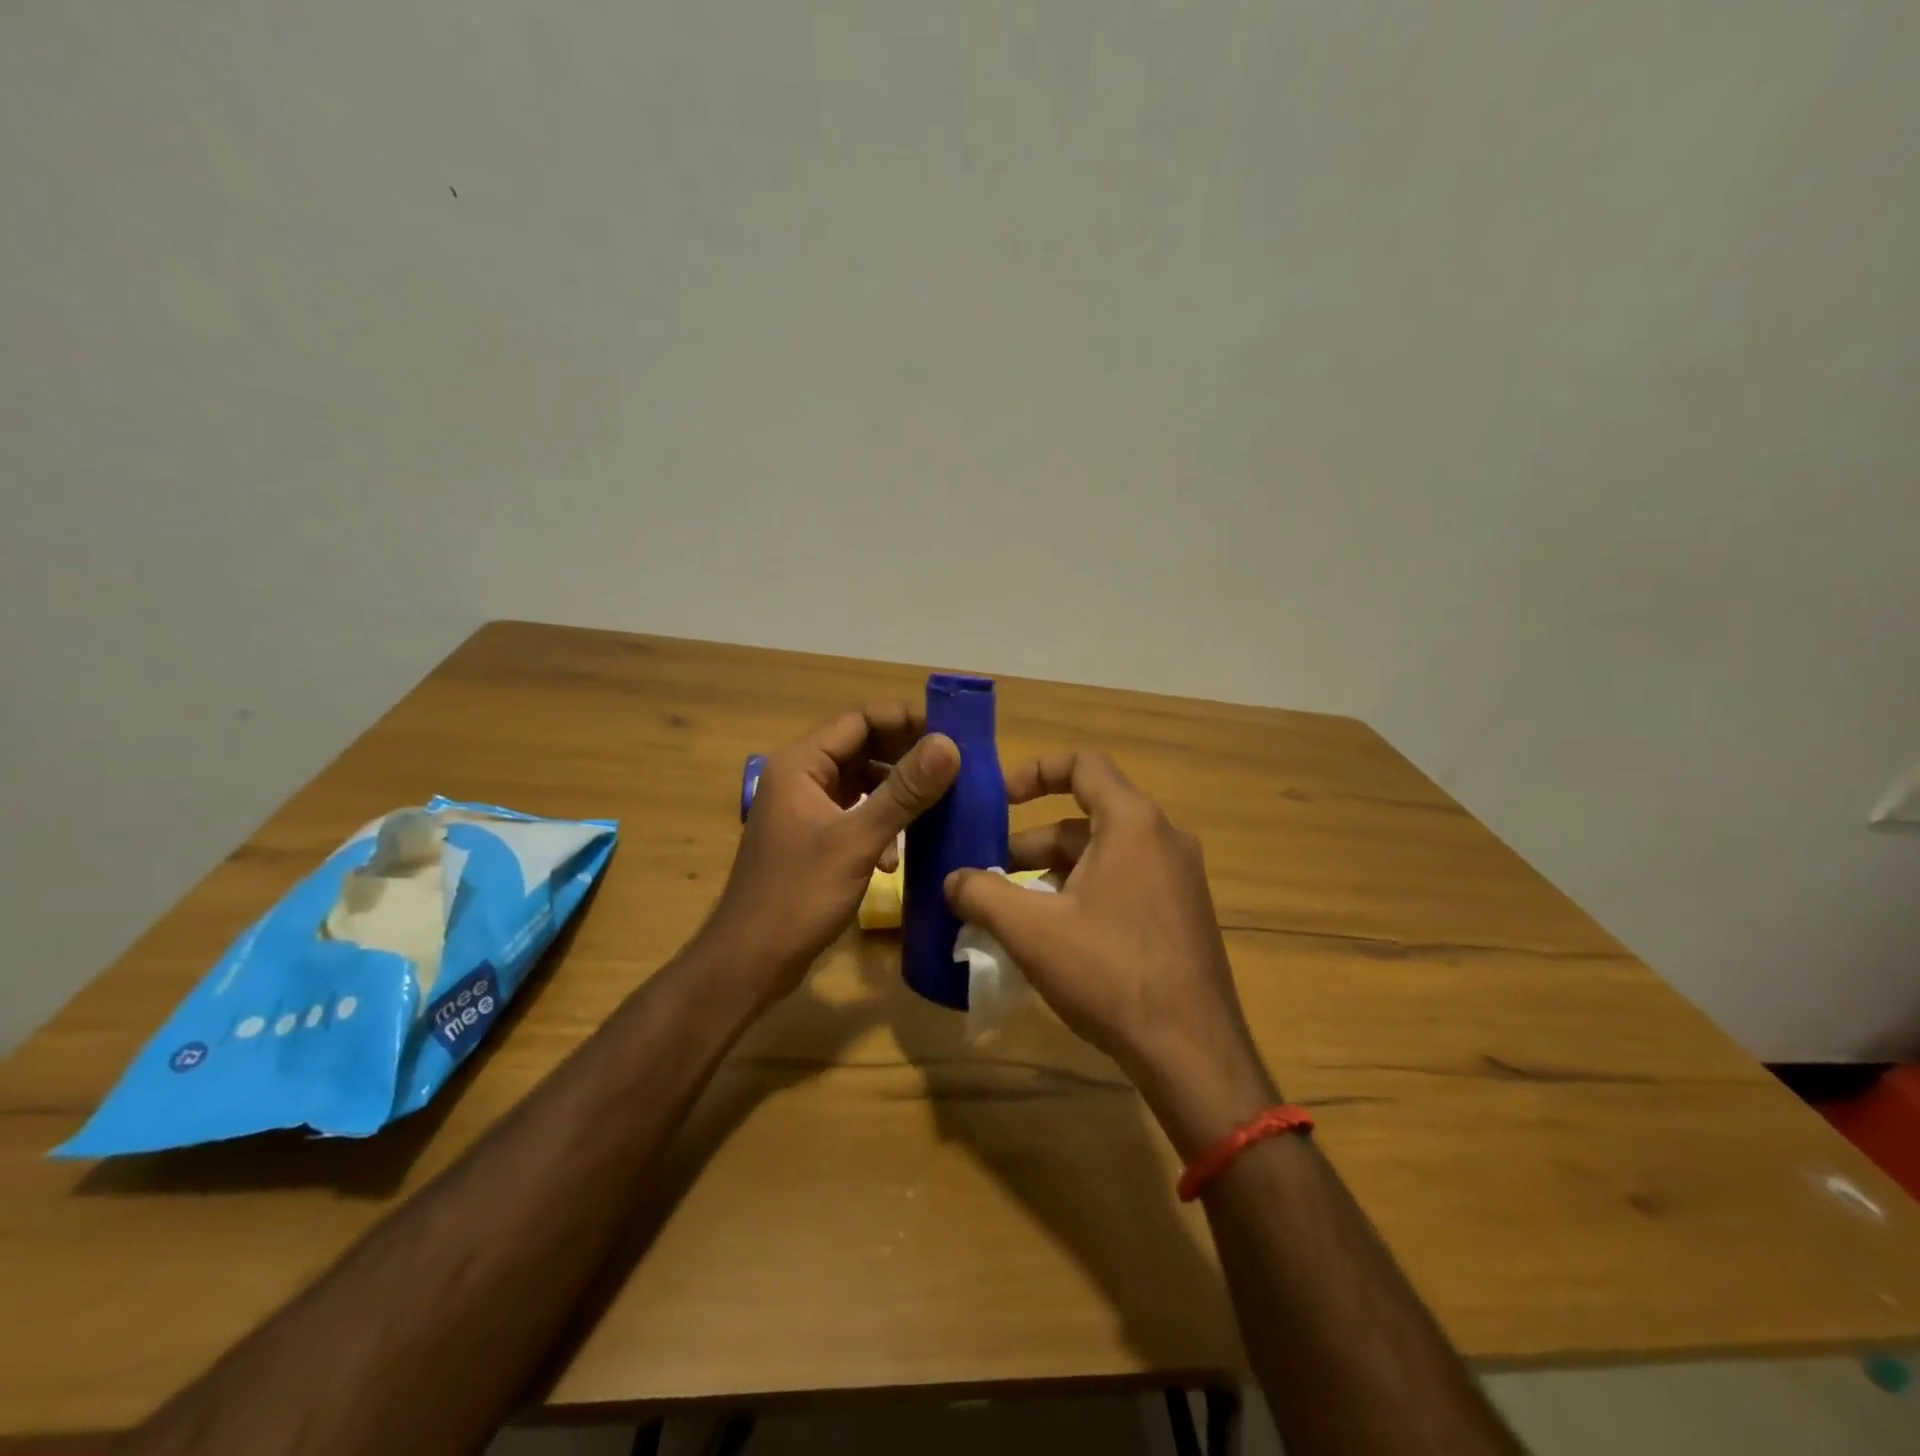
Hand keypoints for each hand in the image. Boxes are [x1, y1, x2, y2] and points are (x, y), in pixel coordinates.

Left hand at [706, 704, 959, 1003]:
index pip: (859, 720)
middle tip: (954, 769)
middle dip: (906, 758)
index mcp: (801, 764)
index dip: (905, 720)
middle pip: (862, 748)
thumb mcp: (857, 840)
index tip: (951, 733)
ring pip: (861, 783)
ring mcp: (805, 810)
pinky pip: (855, 814)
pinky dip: (880, 825)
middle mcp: (800, 778)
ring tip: (936, 806)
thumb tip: (949, 745)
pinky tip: (895, 857)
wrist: (750, 962)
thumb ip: (904, 792)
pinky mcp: (813, 839)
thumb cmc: (798, 895)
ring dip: (896, 794)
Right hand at [943, 751, 1276, 1154]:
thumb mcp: (1032, 931)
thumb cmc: (1110, 973)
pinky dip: (1083, 893)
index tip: (998, 799)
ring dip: (1053, 872)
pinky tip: (1054, 937)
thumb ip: (983, 894)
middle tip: (990, 873)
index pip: (1083, 764)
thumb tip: (953, 879)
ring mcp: (1178, 878)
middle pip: (1086, 818)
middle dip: (1033, 841)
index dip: (1035, 771)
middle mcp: (1163, 839)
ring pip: (1103, 855)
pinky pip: (1124, 882)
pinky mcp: (1181, 913)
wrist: (1192, 1052)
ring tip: (1012, 910)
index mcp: (1133, 823)